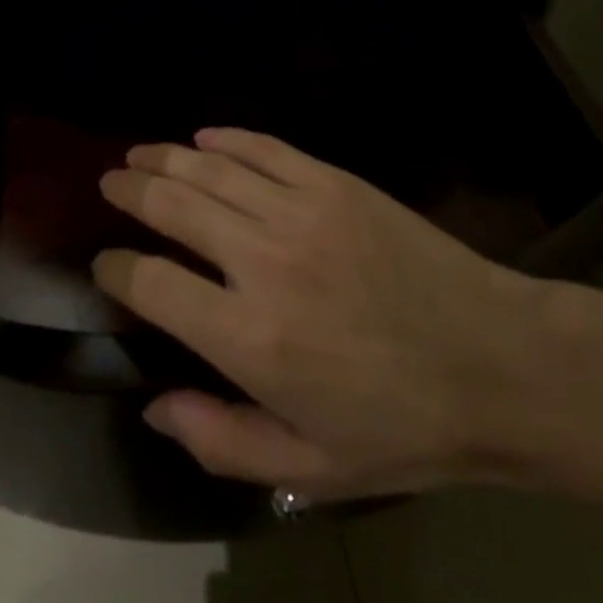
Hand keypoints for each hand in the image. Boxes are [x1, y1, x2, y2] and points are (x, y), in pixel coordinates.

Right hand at [94, 128, 558, 500]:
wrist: (495, 363)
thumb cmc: (401, 426)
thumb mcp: (310, 466)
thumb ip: (221, 441)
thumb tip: (155, 408)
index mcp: (249, 338)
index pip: (152, 284)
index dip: (117, 271)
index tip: (106, 265)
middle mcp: (263, 261)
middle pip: (173, 206)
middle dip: (132, 190)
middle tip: (111, 181)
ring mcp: (300, 211)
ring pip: (211, 169)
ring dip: (167, 157)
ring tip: (141, 153)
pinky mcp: (334, 183)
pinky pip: (266, 149)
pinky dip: (229, 138)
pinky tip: (205, 137)